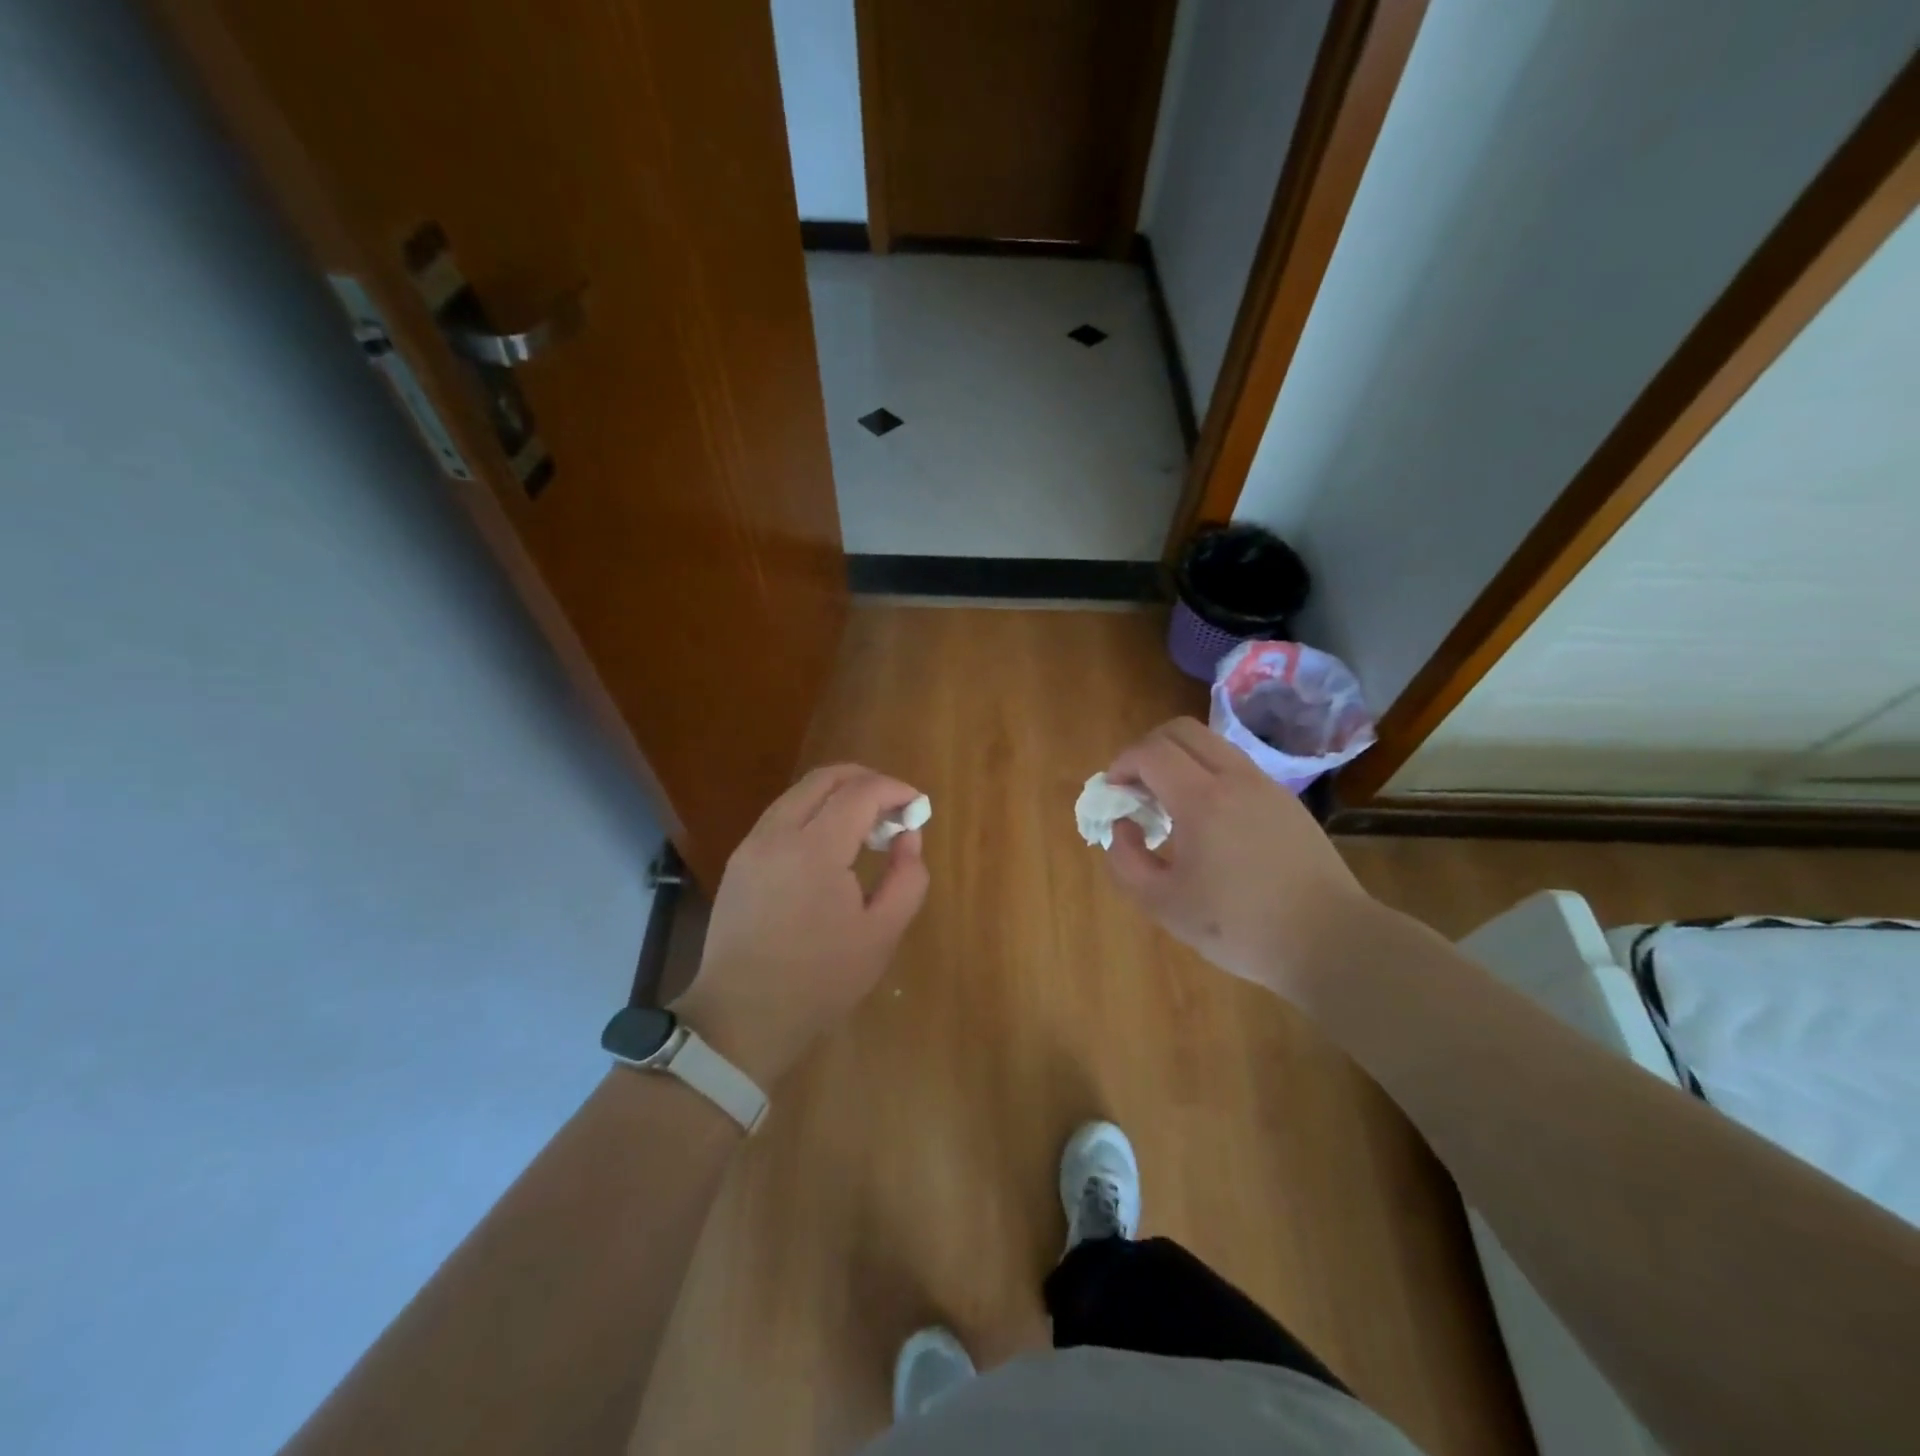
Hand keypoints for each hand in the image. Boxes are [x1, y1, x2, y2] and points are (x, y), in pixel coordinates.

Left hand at [670, 765, 929, 1087]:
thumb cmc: (820, 979)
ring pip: (799, 793)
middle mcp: (777, 834)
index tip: (918, 806)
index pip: (860, 792)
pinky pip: (781, 816)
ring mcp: (752, 845)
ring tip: (866, 826)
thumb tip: (908, 837)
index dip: (895, 790)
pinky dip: (813, 812)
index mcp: (814, 849)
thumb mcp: (882, 934)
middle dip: (866, 780)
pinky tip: (830, 845)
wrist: (742, 1016)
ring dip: (837, 795)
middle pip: (824, 778)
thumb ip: (907, 877)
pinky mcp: (739, 861)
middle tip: (894, 806)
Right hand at [1101, 717, 1377, 1001]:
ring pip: (1212, 744)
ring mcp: (1266, 785)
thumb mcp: (1163, 904)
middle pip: (1181, 730)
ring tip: (1170, 803)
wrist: (1330, 940)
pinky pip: (1236, 766)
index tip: (1113, 792)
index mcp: (1202, 800)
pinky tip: (1208, 820)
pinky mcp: (1286, 800)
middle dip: (1147, 749)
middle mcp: (1235, 778)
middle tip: (1136, 787)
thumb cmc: (1239, 926)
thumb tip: (1122, 825)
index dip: (1122, 764)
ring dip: (1180, 759)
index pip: (1151, 752)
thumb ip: (1126, 860)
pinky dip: (1208, 773)